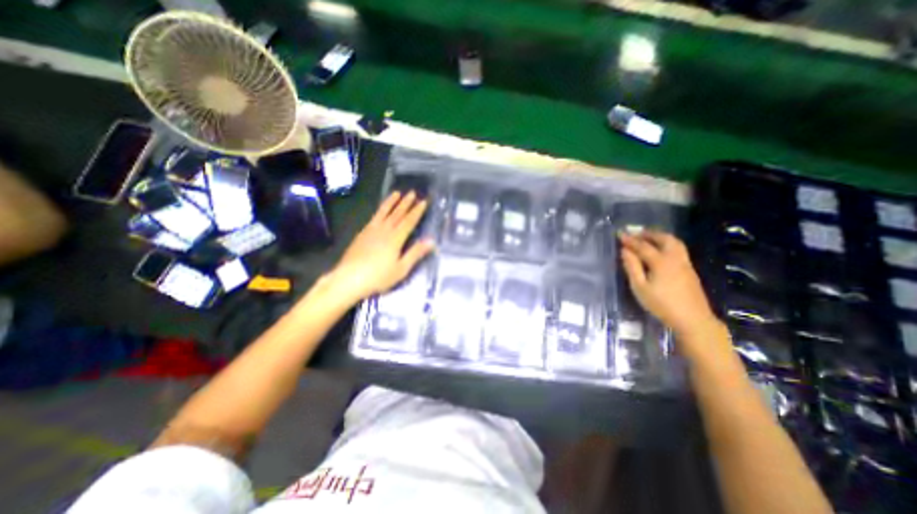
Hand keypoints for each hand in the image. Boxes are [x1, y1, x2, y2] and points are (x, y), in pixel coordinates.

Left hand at [324, 192, 434, 305]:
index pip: (409, 221)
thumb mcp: (401, 269)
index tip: (423, 201)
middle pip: (397, 214)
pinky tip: (380, 210)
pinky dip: (379, 211)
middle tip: (412, 193)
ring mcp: (371, 230)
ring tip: (396, 193)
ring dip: (391, 202)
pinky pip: (374, 217)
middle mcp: (384, 230)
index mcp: (396, 238)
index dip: (417, 211)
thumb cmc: (378, 277)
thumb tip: (431, 241)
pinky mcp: (362, 234)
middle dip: (406, 203)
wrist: (349, 278)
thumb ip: (415, 253)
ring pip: (384, 212)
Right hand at [620, 231, 719, 335]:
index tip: (619, 234)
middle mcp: (675, 258)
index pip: (642, 246)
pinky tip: (660, 250)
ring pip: (674, 242)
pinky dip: (667, 243)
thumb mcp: (640, 287)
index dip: (630, 240)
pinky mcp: (690, 269)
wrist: (693, 319)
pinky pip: (678, 249)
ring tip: (647, 238)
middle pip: (663, 239)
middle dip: (648, 234)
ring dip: (659, 237)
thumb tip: (625, 251)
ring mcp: (685, 263)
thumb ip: (632, 267)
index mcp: (661, 262)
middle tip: (635, 234)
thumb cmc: (661, 304)